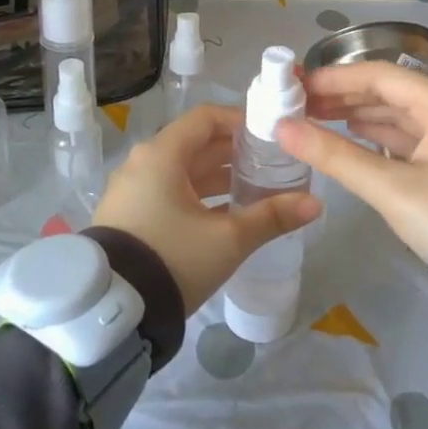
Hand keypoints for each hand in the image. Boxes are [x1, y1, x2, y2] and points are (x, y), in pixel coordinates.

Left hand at [92, 103, 320, 313]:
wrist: (112, 310)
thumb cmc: (173, 258)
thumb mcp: (228, 239)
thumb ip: (271, 217)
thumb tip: (315, 203)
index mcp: (162, 154)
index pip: (206, 118)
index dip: (240, 121)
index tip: (270, 135)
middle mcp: (142, 163)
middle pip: (194, 144)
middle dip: (234, 153)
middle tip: (270, 164)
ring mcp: (131, 190)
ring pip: (182, 171)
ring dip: (217, 176)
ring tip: (254, 190)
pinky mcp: (127, 215)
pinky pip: (167, 191)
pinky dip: (197, 195)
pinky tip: (223, 215)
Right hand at [276, 62, 427, 262]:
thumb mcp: (391, 187)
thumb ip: (335, 155)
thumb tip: (282, 129)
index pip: (379, 75)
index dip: (335, 78)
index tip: (296, 85)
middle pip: (386, 91)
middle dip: (342, 96)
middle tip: (298, 104)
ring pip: (394, 114)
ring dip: (356, 114)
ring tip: (314, 120)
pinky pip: (404, 136)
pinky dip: (374, 135)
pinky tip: (350, 137)